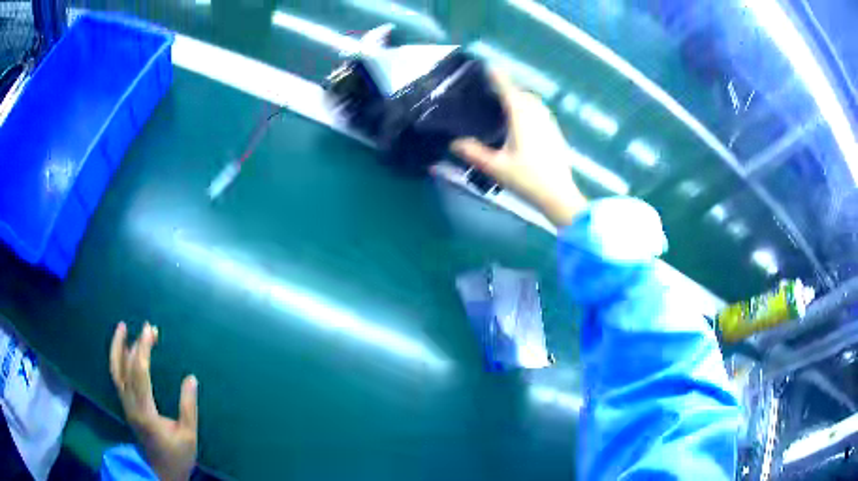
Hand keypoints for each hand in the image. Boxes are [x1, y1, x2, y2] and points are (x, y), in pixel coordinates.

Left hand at [110, 322, 197, 480]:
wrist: (160, 474)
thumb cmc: (177, 457)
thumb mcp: (188, 436)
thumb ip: (188, 407)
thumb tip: (191, 379)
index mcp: (145, 411)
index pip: (140, 372)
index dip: (143, 348)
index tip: (150, 330)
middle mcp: (130, 405)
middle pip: (125, 367)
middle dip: (135, 344)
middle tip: (148, 328)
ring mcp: (125, 405)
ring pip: (115, 371)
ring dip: (118, 347)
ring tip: (122, 328)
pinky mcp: (126, 406)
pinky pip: (117, 377)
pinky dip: (118, 359)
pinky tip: (124, 351)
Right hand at [451, 73, 586, 226]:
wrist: (559, 196)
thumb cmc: (527, 179)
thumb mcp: (496, 167)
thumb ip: (474, 153)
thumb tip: (454, 143)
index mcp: (522, 118)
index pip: (508, 91)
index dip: (498, 77)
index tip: (490, 66)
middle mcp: (538, 116)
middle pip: (523, 94)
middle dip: (510, 88)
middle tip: (494, 90)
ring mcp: (550, 125)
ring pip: (535, 103)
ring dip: (522, 98)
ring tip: (507, 105)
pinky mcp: (556, 135)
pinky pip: (542, 113)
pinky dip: (531, 109)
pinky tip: (524, 123)